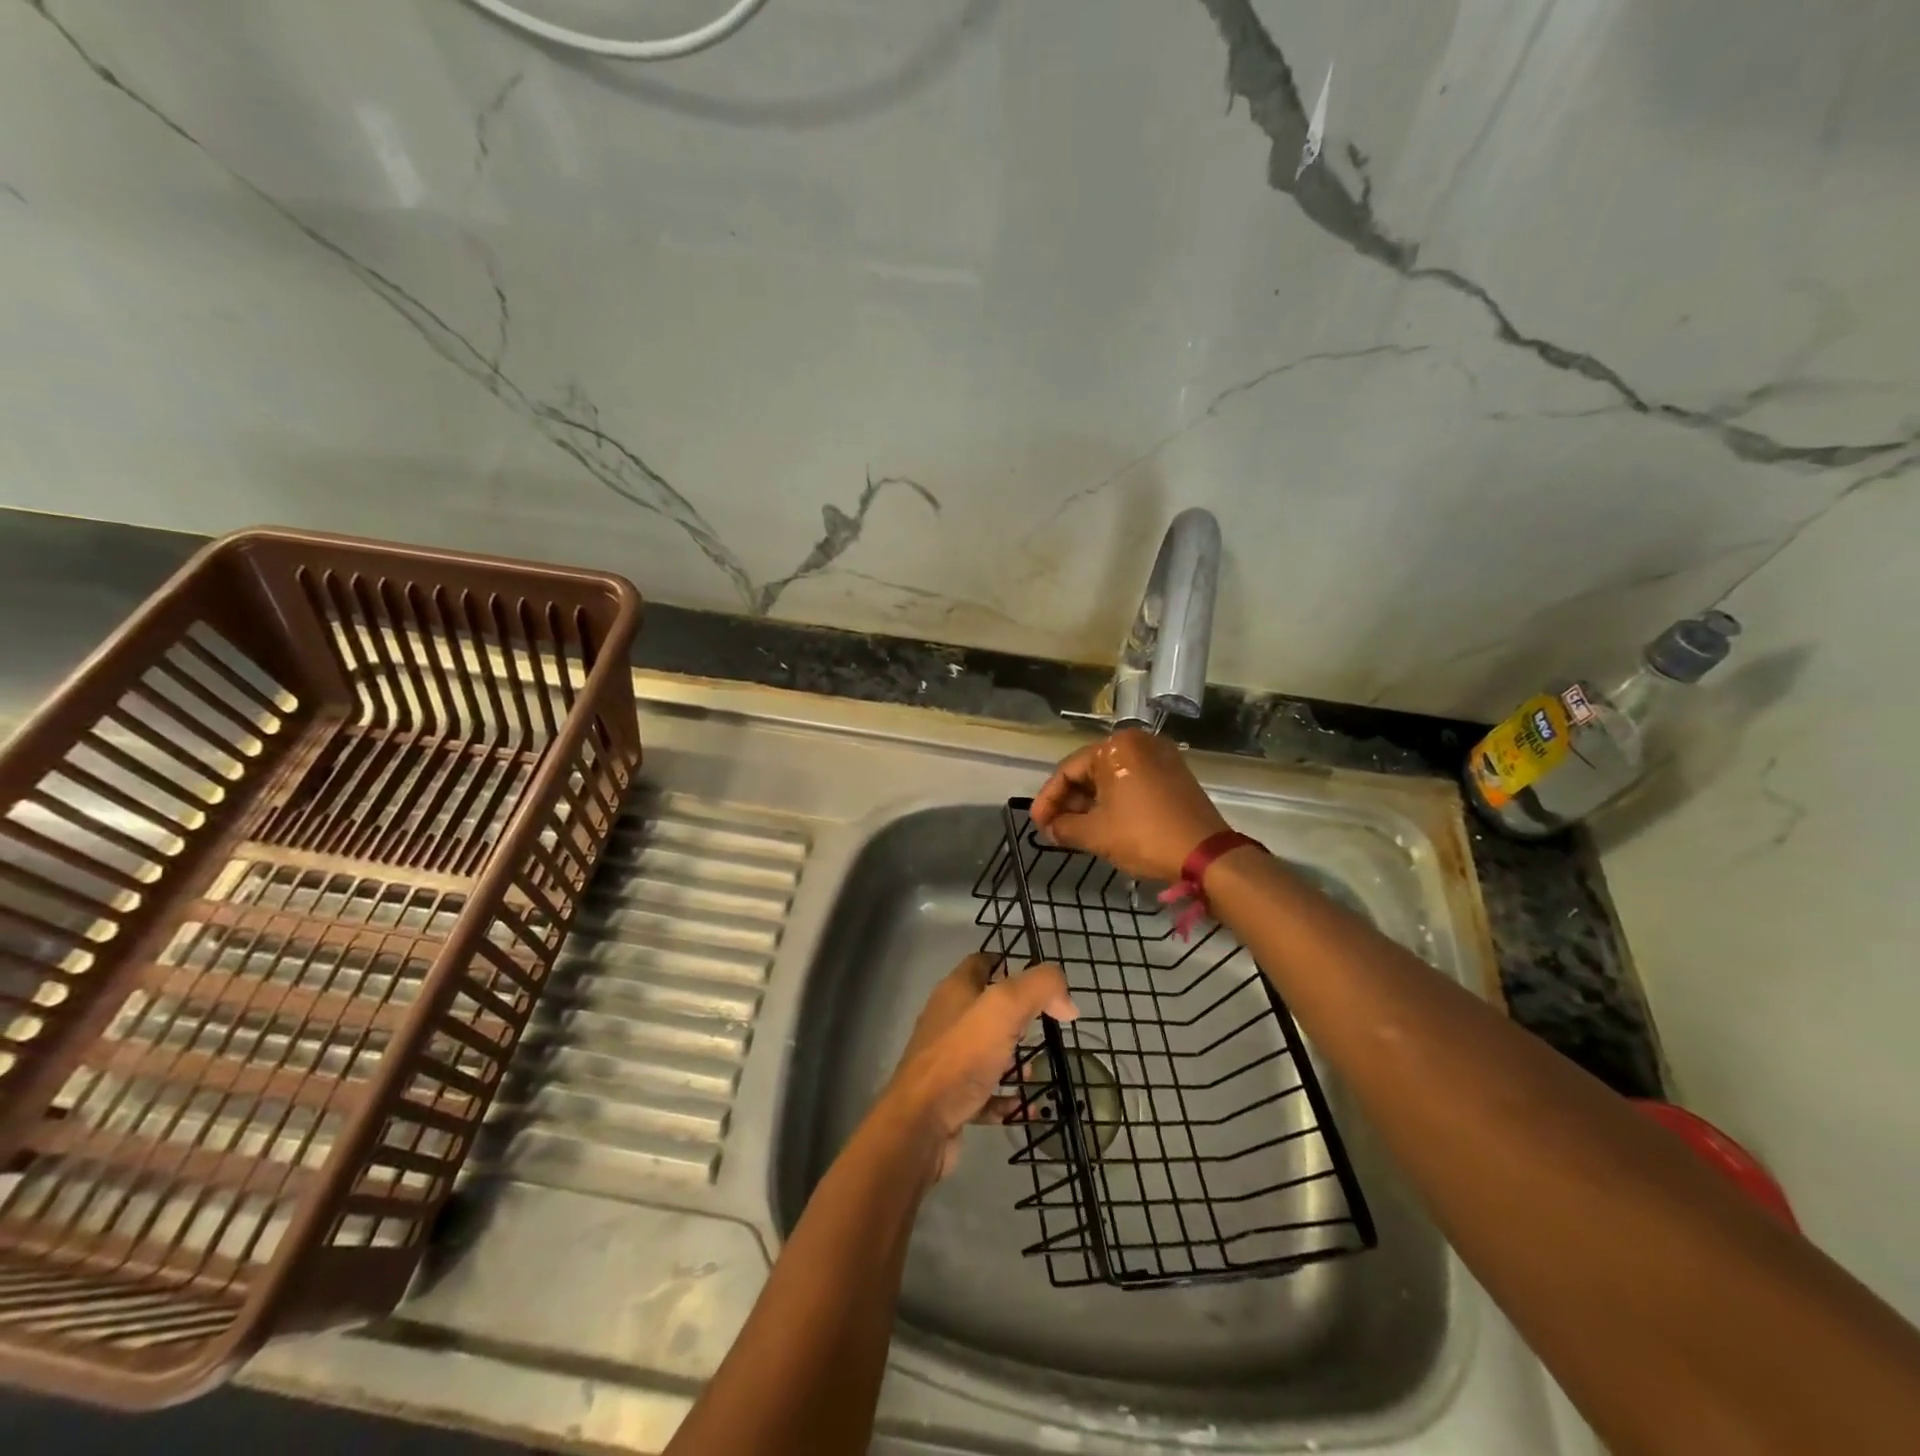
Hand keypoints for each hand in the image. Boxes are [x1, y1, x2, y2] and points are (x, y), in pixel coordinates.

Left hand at [881, 952, 1076, 1181]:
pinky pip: (985, 1092)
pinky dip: (1006, 1097)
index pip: (982, 963)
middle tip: (1047, 1026)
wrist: (920, 1124)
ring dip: (1014, 1059)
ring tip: (1039, 1068)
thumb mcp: (1005, 1008)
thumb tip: (1067, 1002)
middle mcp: (948, 1020)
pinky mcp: (950, 1097)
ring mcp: (947, 1060)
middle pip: (986, 1008)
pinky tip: (1026, 1106)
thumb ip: (1040, 990)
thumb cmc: (962, 1056)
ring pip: (987, 1050)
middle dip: (1018, 1016)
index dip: (1009, 964)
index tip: (1041, 982)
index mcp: (955, 991)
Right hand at [1030, 728, 1230, 881]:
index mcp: (1116, 747)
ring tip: (1075, 829)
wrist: (1206, 854)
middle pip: (1090, 770)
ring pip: (1112, 777)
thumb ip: (1064, 827)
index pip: (1068, 770)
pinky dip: (1115, 800)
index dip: (1048, 799)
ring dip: (1091, 803)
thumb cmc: (1144, 836)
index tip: (1037, 823)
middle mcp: (1138, 742)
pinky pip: (1133, 781)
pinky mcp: (1174, 773)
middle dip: (1070, 801)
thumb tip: (1050, 828)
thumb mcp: (1095, 834)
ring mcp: (1160, 756)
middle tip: (1054, 828)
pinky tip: (1103, 822)